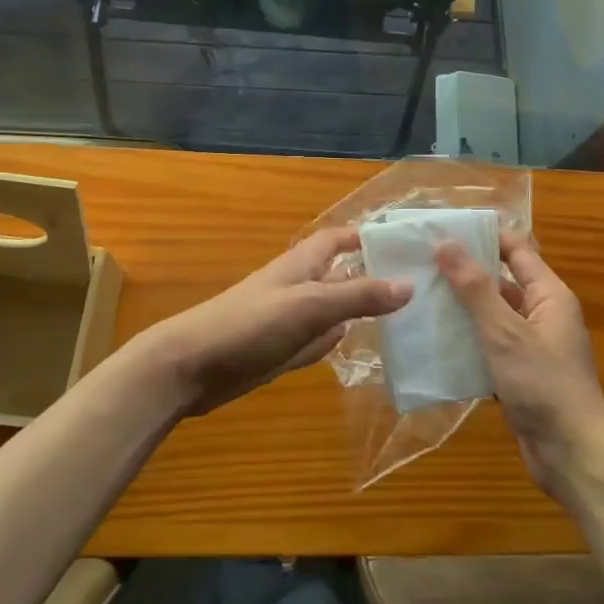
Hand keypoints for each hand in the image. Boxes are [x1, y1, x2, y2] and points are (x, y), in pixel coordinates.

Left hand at [133, 227, 410, 418]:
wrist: (188, 367)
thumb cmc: (249, 325)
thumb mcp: (310, 306)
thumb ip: (358, 296)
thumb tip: (409, 284)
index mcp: (300, 266)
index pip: (337, 240)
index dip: (365, 235)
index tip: (402, 240)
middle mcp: (296, 288)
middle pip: (338, 274)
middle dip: (370, 274)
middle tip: (415, 283)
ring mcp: (286, 322)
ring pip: (330, 310)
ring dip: (357, 310)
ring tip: (400, 316)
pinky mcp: (277, 352)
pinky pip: (315, 341)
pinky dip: (335, 341)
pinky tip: (356, 347)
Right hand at [437, 231, 603, 497]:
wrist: (573, 456)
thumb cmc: (544, 385)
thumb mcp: (505, 332)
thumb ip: (475, 288)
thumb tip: (447, 243)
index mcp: (549, 295)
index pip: (515, 250)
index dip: (483, 236)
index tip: (442, 229)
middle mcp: (542, 315)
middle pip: (500, 283)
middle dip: (463, 274)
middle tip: (419, 264)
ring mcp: (531, 347)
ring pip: (491, 318)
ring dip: (460, 311)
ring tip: (417, 300)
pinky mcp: (519, 375)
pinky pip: (488, 349)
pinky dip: (465, 345)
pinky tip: (432, 344)